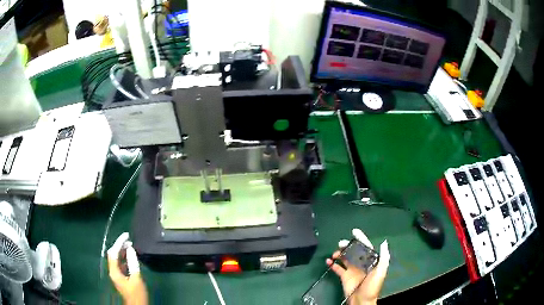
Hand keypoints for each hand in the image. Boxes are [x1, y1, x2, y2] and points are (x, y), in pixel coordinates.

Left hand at [107, 233, 147, 304]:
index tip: (126, 236)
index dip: (119, 243)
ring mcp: (116, 274)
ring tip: (130, 246)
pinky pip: (120, 263)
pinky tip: (131, 256)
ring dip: (122, 251)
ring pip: (117, 258)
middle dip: (120, 246)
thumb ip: (133, 263)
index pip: (113, 253)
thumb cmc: (136, 293)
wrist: (136, 304)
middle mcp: (113, 271)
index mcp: (114, 271)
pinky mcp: (121, 276)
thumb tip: (130, 249)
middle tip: (129, 240)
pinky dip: (125, 258)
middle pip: (113, 254)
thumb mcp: (136, 278)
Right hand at [326, 229, 389, 304]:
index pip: (366, 247)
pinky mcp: (344, 276)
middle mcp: (361, 264)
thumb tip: (383, 242)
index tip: (354, 231)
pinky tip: (328, 261)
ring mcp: (352, 270)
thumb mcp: (380, 272)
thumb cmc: (372, 286)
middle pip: (353, 251)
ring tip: (334, 254)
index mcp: (370, 261)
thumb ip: (383, 258)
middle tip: (340, 243)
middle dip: (347, 246)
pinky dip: (332, 264)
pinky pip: (337, 268)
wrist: (362, 301)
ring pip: (345, 258)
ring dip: (339, 254)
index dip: (361, 239)